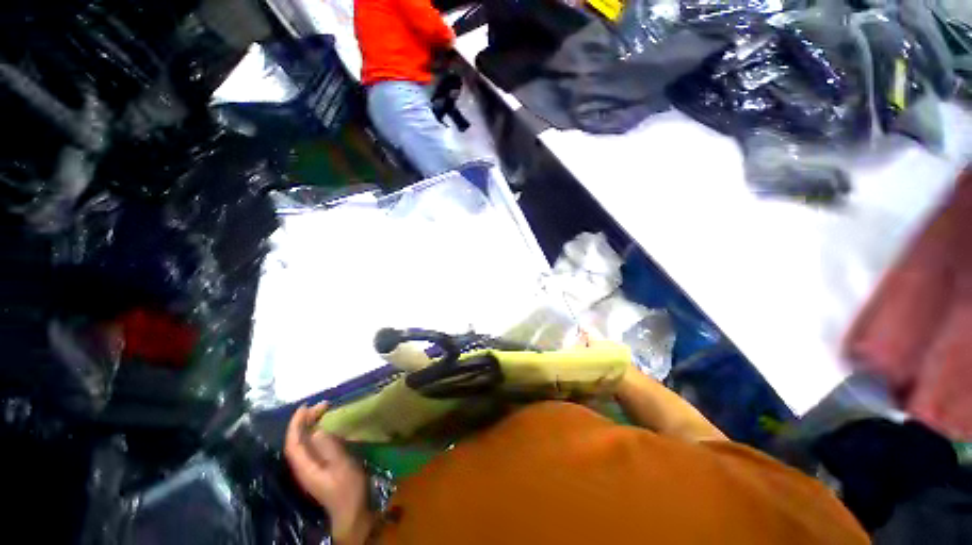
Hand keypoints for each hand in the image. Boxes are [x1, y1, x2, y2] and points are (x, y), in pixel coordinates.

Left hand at [285, 403, 374, 543]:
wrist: (352, 511)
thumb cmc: (347, 488)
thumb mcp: (341, 466)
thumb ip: (329, 448)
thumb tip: (317, 430)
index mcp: (305, 467)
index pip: (293, 443)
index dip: (296, 424)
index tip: (306, 406)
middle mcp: (304, 466)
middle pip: (298, 441)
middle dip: (306, 421)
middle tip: (323, 404)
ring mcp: (312, 468)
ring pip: (305, 443)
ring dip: (312, 425)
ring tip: (325, 411)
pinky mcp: (321, 468)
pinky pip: (314, 445)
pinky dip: (319, 432)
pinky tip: (329, 427)